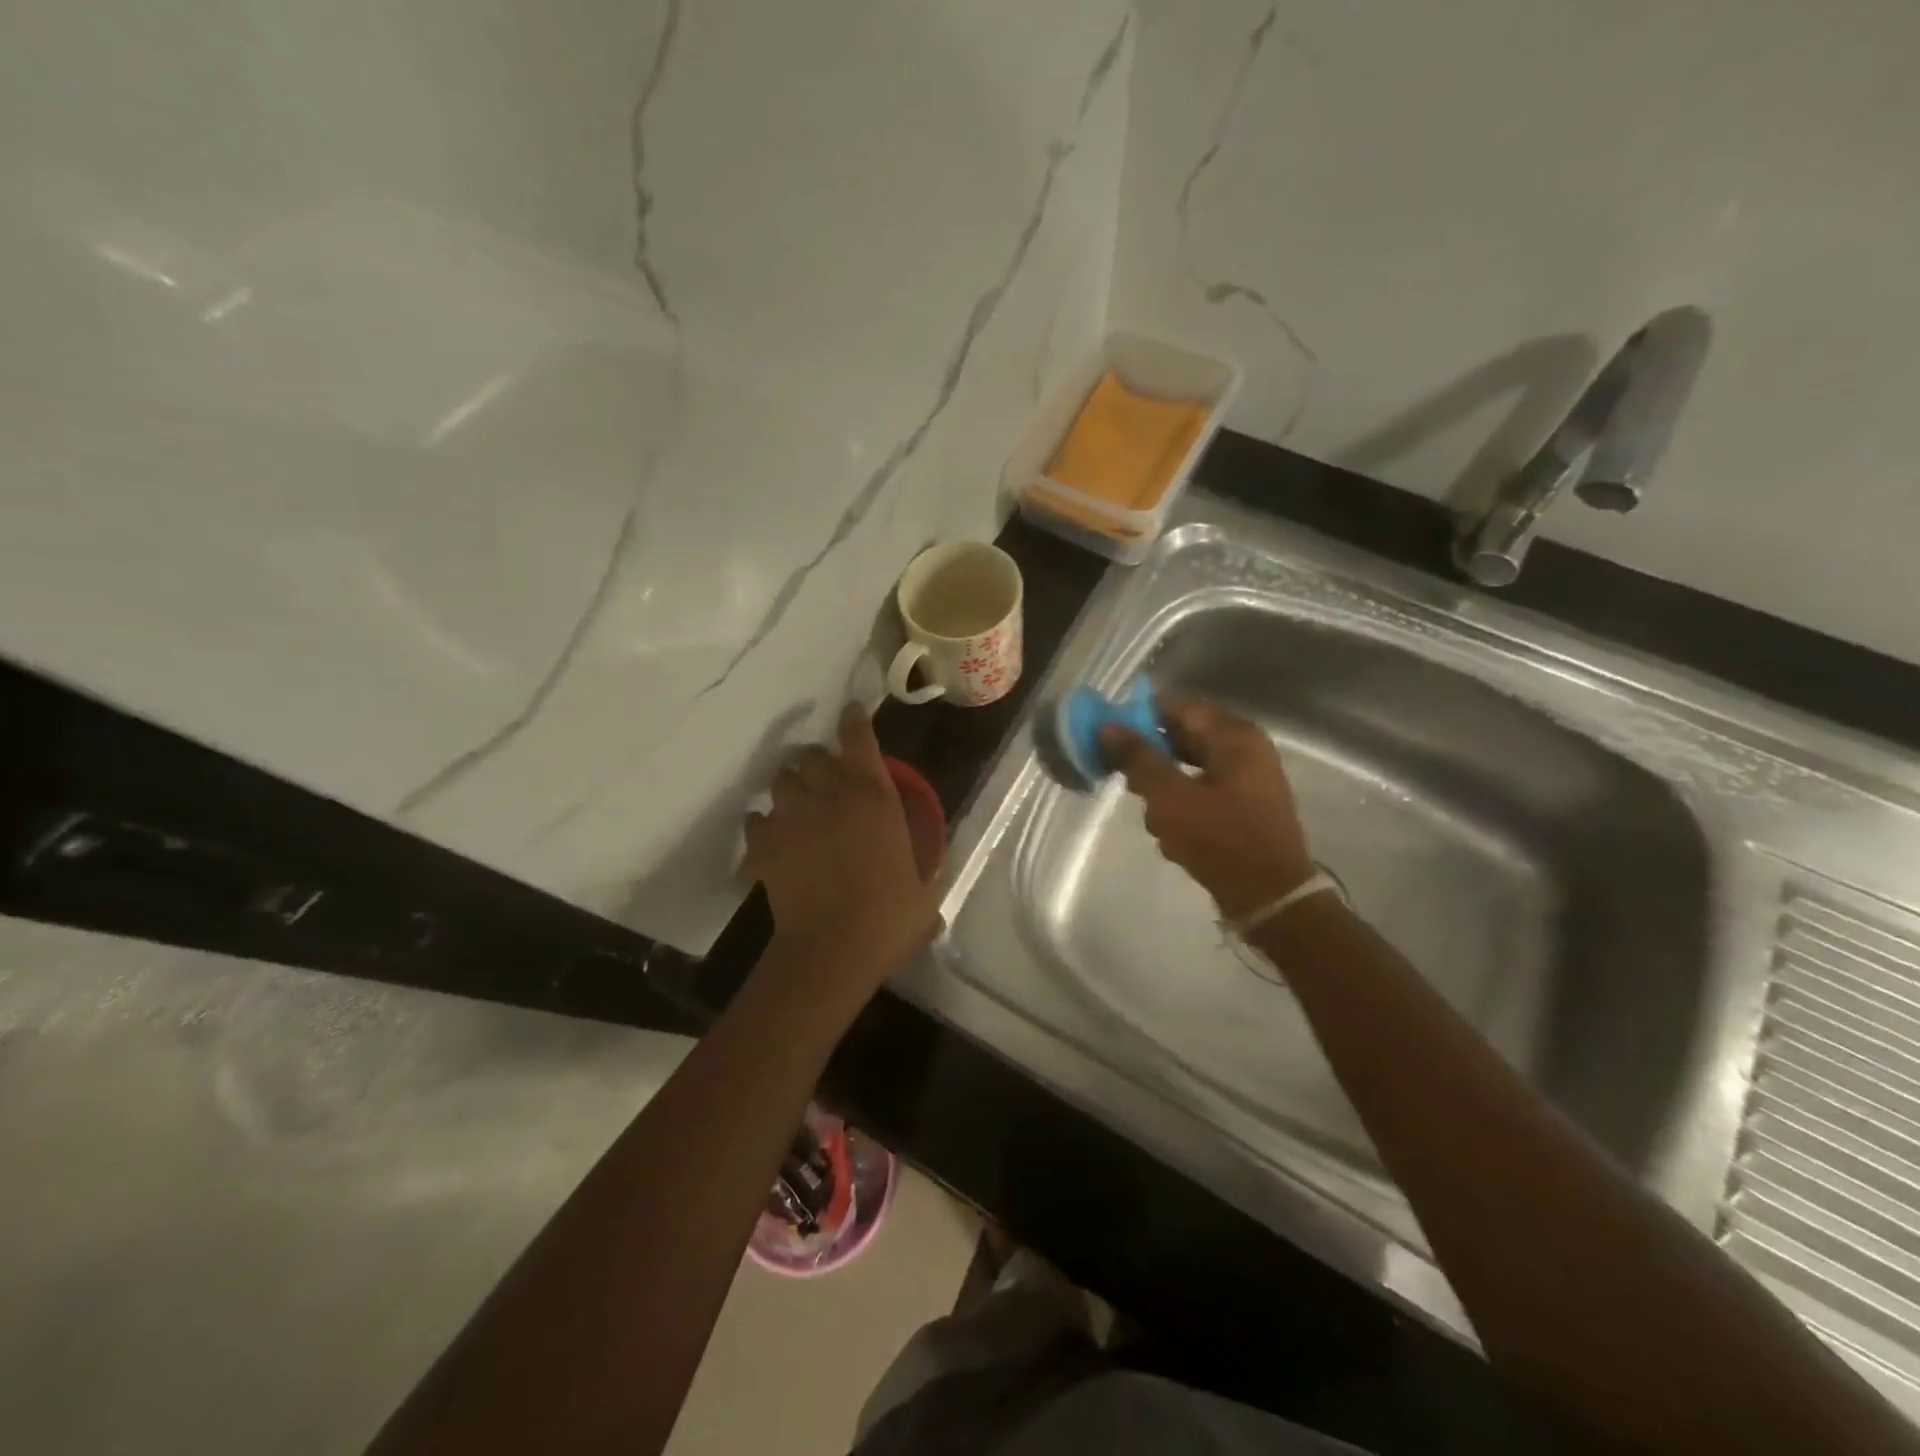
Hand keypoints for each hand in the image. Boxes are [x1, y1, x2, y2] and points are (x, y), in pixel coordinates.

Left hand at [743, 703, 939, 991]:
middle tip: (824, 781)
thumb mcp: (924, 889)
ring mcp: (793, 817)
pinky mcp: (764, 844)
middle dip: (817, 763)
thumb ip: (925, 866)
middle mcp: (831, 795)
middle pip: (812, 756)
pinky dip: (763, 826)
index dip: (853, 721)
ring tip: (796, 807)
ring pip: (781, 781)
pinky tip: (772, 841)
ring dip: (789, 788)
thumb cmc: (889, 918)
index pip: (858, 739)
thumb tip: (932, 867)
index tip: (850, 715)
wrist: (833, 949)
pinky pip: (756, 820)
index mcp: (875, 797)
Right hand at [1098, 697, 1314, 921]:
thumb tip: (1108, 727)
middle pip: (1184, 737)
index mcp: (1234, 736)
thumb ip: (1138, 759)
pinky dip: (1183, 805)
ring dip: (1164, 787)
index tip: (1109, 738)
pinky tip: (1172, 834)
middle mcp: (1246, 749)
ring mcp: (1249, 779)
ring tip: (1153, 816)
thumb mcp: (1169, 797)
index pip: (1177, 707)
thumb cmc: (1220, 840)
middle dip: (1151, 758)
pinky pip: (1204, 792)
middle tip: (1125, 779)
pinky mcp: (1245, 807)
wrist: (1271, 899)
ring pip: (1190, 768)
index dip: (1139, 718)